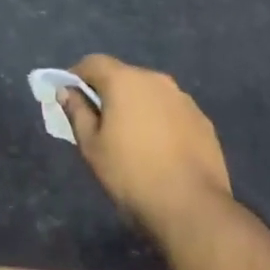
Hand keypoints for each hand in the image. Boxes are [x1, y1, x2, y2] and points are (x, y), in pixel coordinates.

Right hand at [62, 55, 232, 240]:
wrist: (192, 206)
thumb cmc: (131, 174)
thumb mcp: (91, 147)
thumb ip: (77, 112)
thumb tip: (67, 92)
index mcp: (125, 81)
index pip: (93, 62)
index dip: (76, 75)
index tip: (69, 97)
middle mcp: (156, 80)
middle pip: (123, 75)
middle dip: (107, 91)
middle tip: (98, 121)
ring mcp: (183, 98)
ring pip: (149, 93)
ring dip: (135, 105)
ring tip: (130, 137)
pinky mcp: (202, 119)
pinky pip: (171, 110)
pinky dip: (159, 120)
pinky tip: (158, 148)